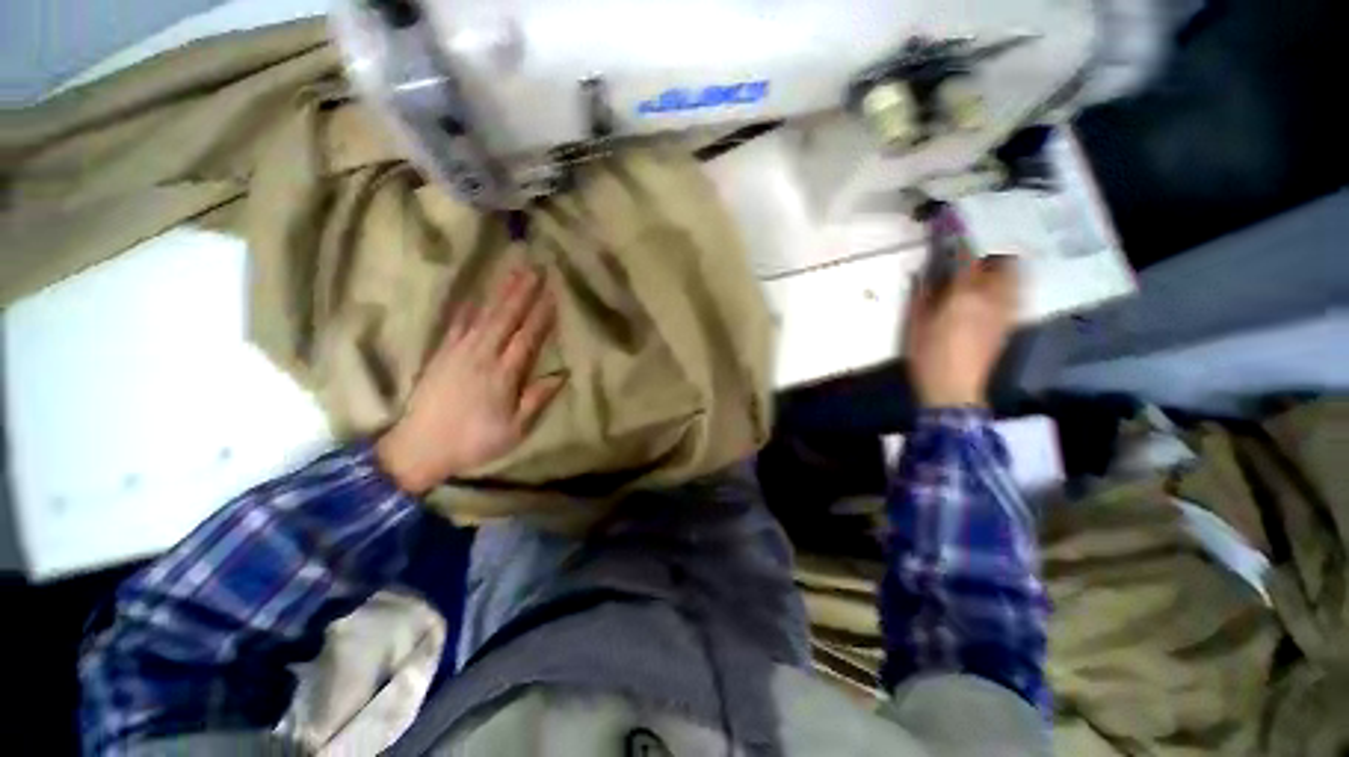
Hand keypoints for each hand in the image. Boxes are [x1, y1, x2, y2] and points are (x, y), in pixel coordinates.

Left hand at [376, 264, 565, 494]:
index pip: (527, 338)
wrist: (418, 447)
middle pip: (505, 318)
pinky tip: (475, 295)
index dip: (541, 315)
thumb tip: (562, 374)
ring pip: (483, 315)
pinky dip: (468, 306)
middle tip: (535, 268)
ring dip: (499, 292)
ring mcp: (458, 351)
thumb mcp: (514, 429)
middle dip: (522, 292)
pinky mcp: (441, 353)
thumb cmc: (474, 441)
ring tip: (513, 272)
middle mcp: (481, 356)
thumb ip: (537, 399)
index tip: (553, 293)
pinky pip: (457, 323)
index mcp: (502, 375)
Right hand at [905, 255, 1019, 408]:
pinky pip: (1014, 294)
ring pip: (1013, 277)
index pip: (966, 259)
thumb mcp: (915, 326)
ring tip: (989, 263)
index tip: (953, 229)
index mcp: (963, 296)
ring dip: (1003, 265)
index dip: (961, 241)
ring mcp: (1004, 310)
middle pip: (1001, 262)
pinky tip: (995, 288)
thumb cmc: (928, 357)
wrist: (954, 389)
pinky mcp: (1008, 323)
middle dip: (990, 250)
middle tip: (975, 247)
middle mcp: (991, 297)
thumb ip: (921, 296)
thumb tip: (922, 273)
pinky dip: (1008, 284)